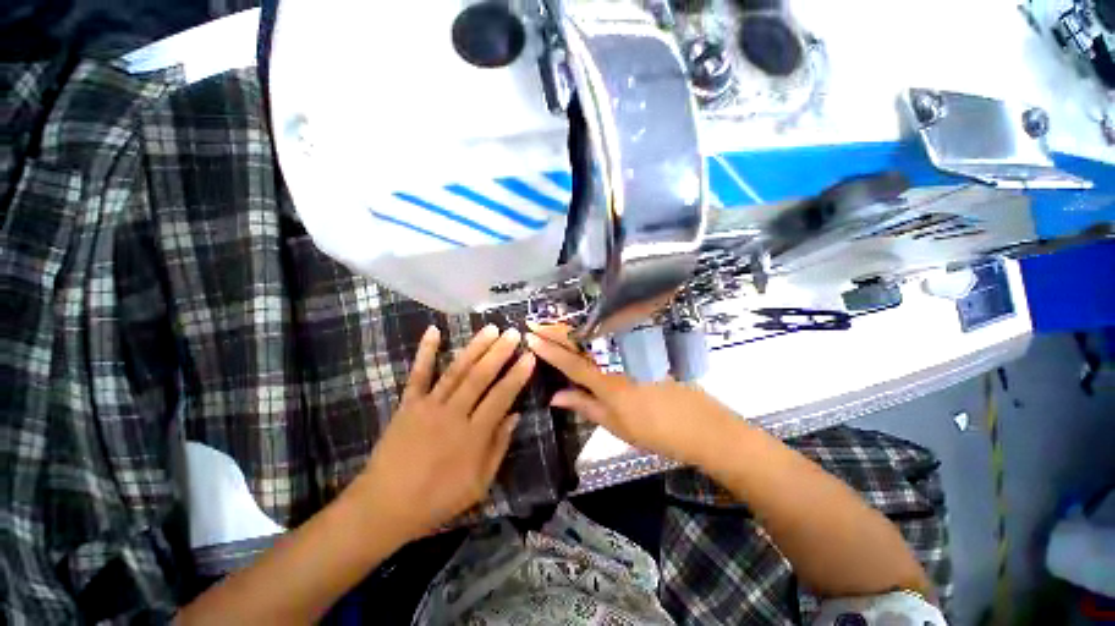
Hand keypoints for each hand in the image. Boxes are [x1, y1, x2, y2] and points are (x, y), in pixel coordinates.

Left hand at [355, 324, 534, 540]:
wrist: (384, 507)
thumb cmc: (436, 500)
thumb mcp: (478, 485)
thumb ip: (498, 448)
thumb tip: (515, 415)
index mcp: (472, 436)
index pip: (501, 397)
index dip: (517, 376)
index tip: (529, 357)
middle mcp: (452, 414)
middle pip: (480, 377)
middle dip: (499, 353)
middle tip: (513, 333)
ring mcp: (428, 406)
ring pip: (456, 371)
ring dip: (475, 347)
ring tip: (490, 328)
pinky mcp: (408, 404)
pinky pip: (418, 374)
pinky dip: (425, 351)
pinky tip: (433, 330)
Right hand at [525, 324, 738, 466]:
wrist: (700, 425)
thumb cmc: (655, 431)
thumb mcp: (616, 425)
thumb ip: (584, 406)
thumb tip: (555, 396)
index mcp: (606, 382)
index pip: (569, 362)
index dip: (548, 350)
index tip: (530, 336)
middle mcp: (616, 361)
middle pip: (580, 342)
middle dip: (555, 330)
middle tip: (536, 321)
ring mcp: (631, 353)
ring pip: (595, 336)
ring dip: (571, 329)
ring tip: (552, 324)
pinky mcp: (644, 350)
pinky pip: (611, 337)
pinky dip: (593, 332)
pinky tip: (585, 330)